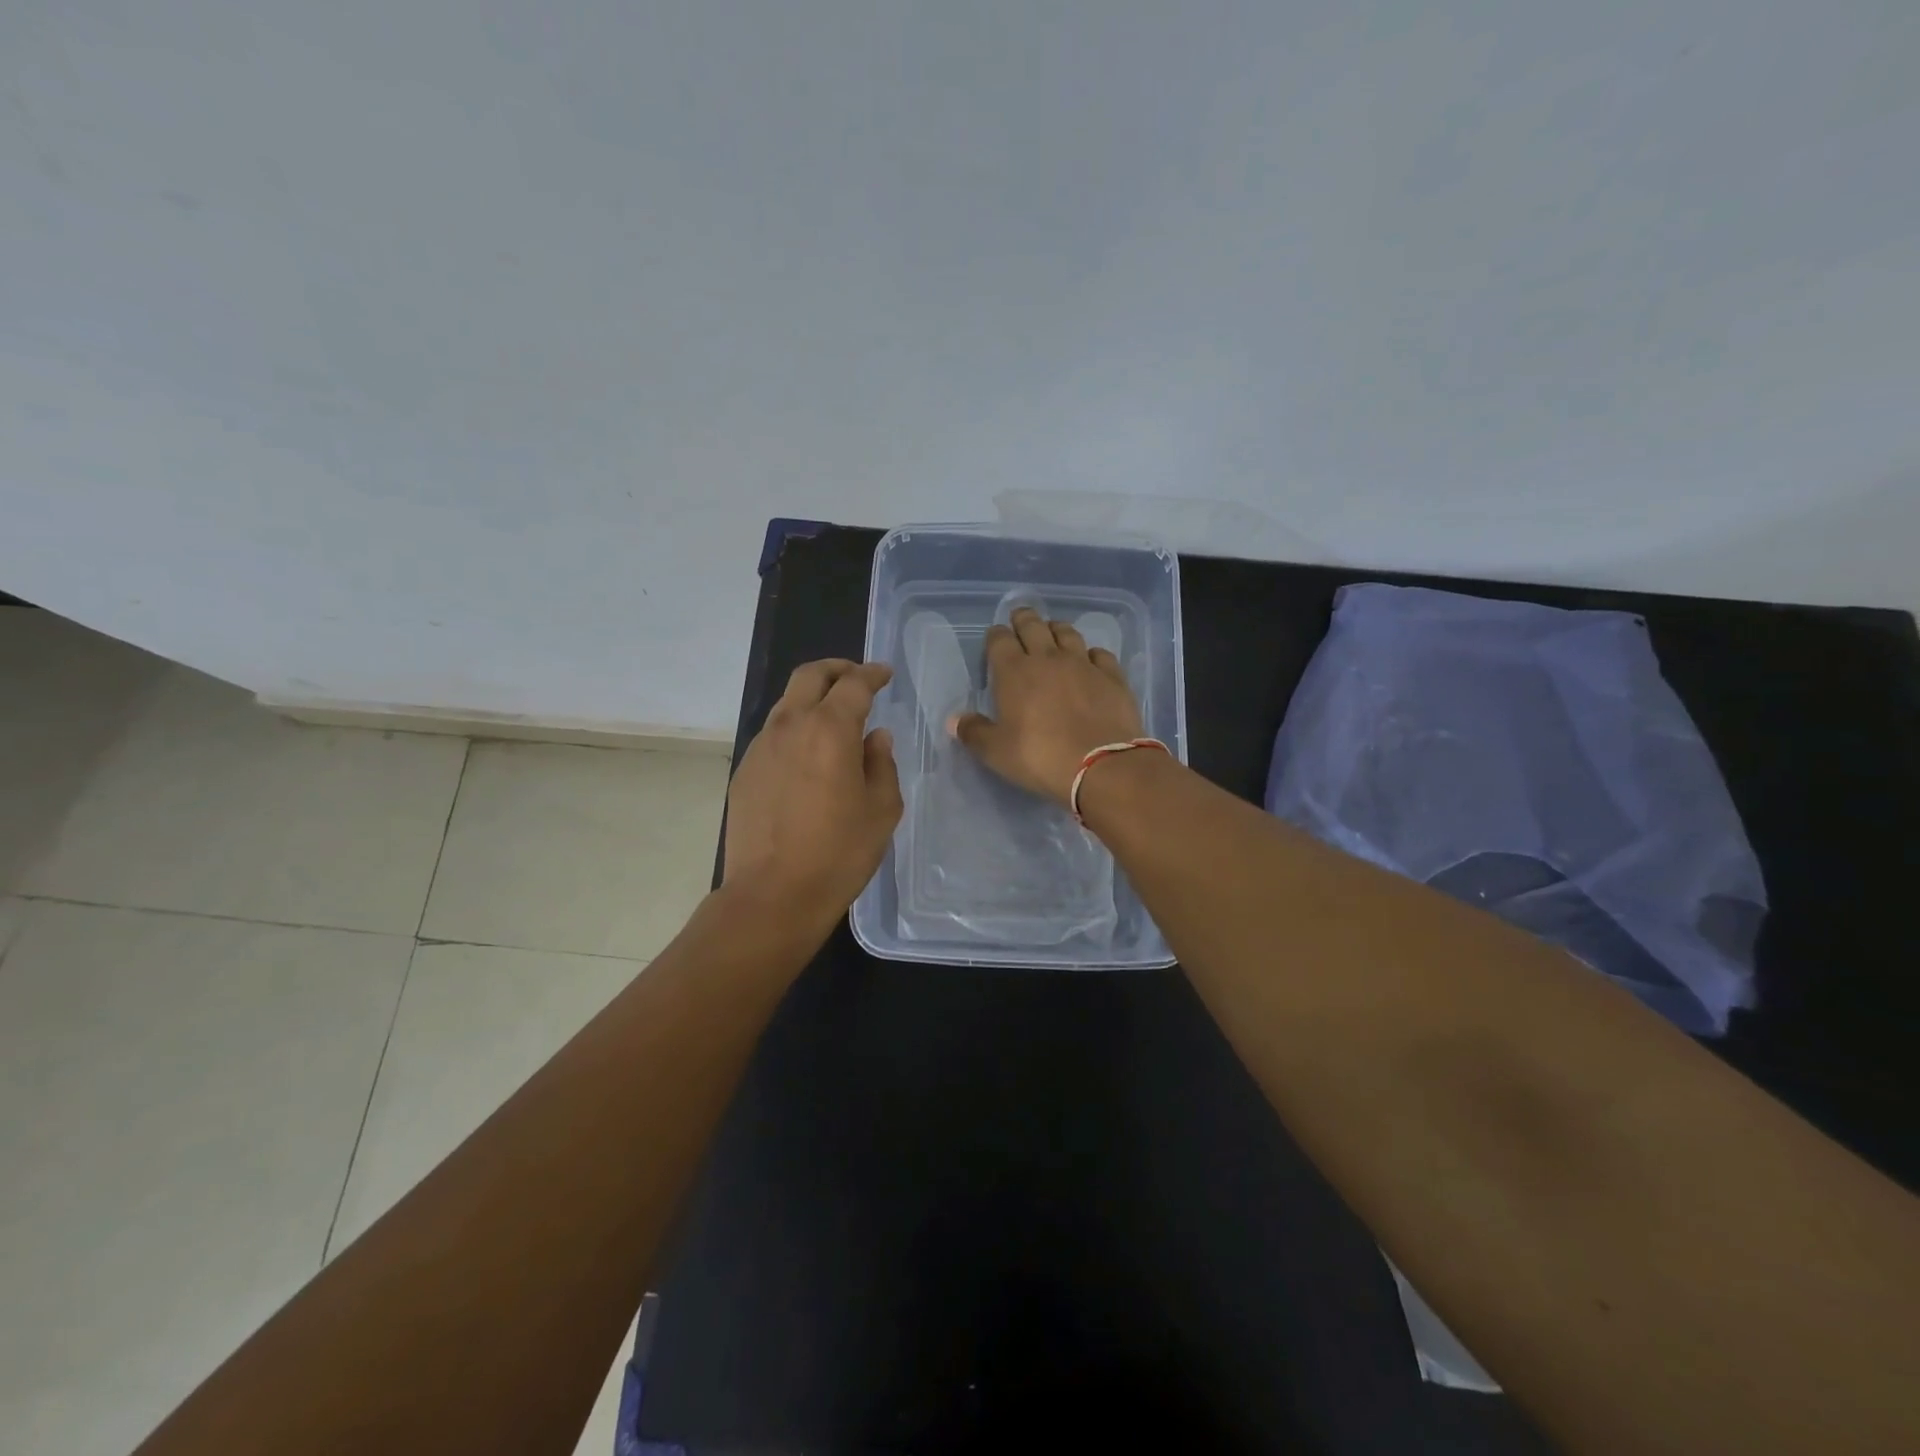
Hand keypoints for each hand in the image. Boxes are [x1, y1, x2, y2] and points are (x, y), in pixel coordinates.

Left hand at [724, 659, 902, 919]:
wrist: (773, 894)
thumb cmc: (839, 853)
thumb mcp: (882, 810)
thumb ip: (882, 764)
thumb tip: (874, 738)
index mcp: (830, 730)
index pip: (854, 684)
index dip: (872, 674)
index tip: (884, 674)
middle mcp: (791, 726)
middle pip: (810, 676)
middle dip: (836, 669)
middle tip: (856, 679)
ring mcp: (761, 747)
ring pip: (787, 703)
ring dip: (812, 700)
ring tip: (832, 721)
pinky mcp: (744, 771)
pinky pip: (773, 735)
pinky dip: (795, 730)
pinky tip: (807, 759)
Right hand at [953, 607, 1144, 805]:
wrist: (1101, 765)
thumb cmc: (1040, 757)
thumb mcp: (996, 752)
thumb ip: (974, 732)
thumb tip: (954, 720)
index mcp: (1014, 671)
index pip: (1000, 640)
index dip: (995, 636)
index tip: (995, 639)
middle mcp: (1048, 658)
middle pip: (1033, 626)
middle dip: (1023, 619)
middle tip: (1020, 619)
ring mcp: (1083, 664)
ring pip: (1067, 633)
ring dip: (1056, 630)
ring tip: (1052, 633)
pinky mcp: (1112, 676)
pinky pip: (1100, 654)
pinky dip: (1091, 653)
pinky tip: (1090, 660)